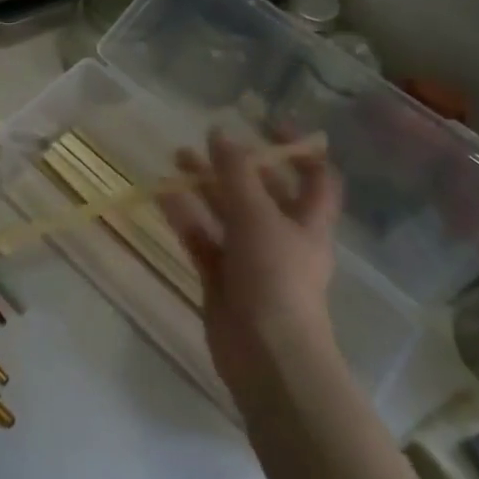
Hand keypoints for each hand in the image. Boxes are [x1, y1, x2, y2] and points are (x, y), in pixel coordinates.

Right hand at [158, 130, 343, 396]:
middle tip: (206, 141)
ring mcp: (251, 259)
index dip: (298, 148)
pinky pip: (202, 238)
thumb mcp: (258, 216)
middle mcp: (282, 237)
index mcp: (308, 222)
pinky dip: (185, 217)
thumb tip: (220, 133)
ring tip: (176, 159)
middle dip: (236, 165)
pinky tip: (163, 195)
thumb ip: (237, 173)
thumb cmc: (276, 278)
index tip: (267, 123)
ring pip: (227, 213)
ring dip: (205, 186)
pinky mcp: (222, 278)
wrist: (266, 355)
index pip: (315, 176)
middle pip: (262, 191)